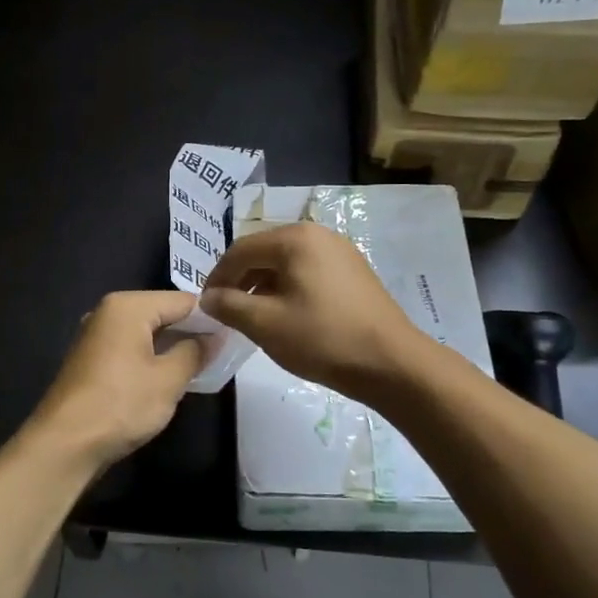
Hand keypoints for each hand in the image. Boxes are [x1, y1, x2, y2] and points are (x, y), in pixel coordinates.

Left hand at [27, 291, 207, 467]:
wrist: (64, 444)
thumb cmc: (121, 404)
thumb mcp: (169, 379)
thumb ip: (195, 352)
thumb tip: (214, 337)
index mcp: (127, 306)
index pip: (181, 300)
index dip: (210, 317)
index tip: (233, 336)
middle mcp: (108, 312)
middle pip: (161, 313)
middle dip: (190, 332)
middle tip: (221, 354)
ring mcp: (95, 336)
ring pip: (145, 333)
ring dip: (170, 347)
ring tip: (199, 367)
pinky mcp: (90, 360)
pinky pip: (129, 349)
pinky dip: (150, 359)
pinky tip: (166, 379)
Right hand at [200, 223, 419, 401]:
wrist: (391, 362)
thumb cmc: (322, 338)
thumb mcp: (265, 324)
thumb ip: (229, 306)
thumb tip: (208, 298)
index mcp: (295, 239)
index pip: (240, 250)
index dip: (217, 277)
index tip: (206, 305)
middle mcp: (318, 235)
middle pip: (264, 252)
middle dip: (241, 280)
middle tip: (227, 311)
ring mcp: (340, 251)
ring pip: (286, 263)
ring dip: (263, 286)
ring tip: (253, 317)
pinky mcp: (353, 271)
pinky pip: (308, 272)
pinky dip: (288, 289)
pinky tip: (286, 315)